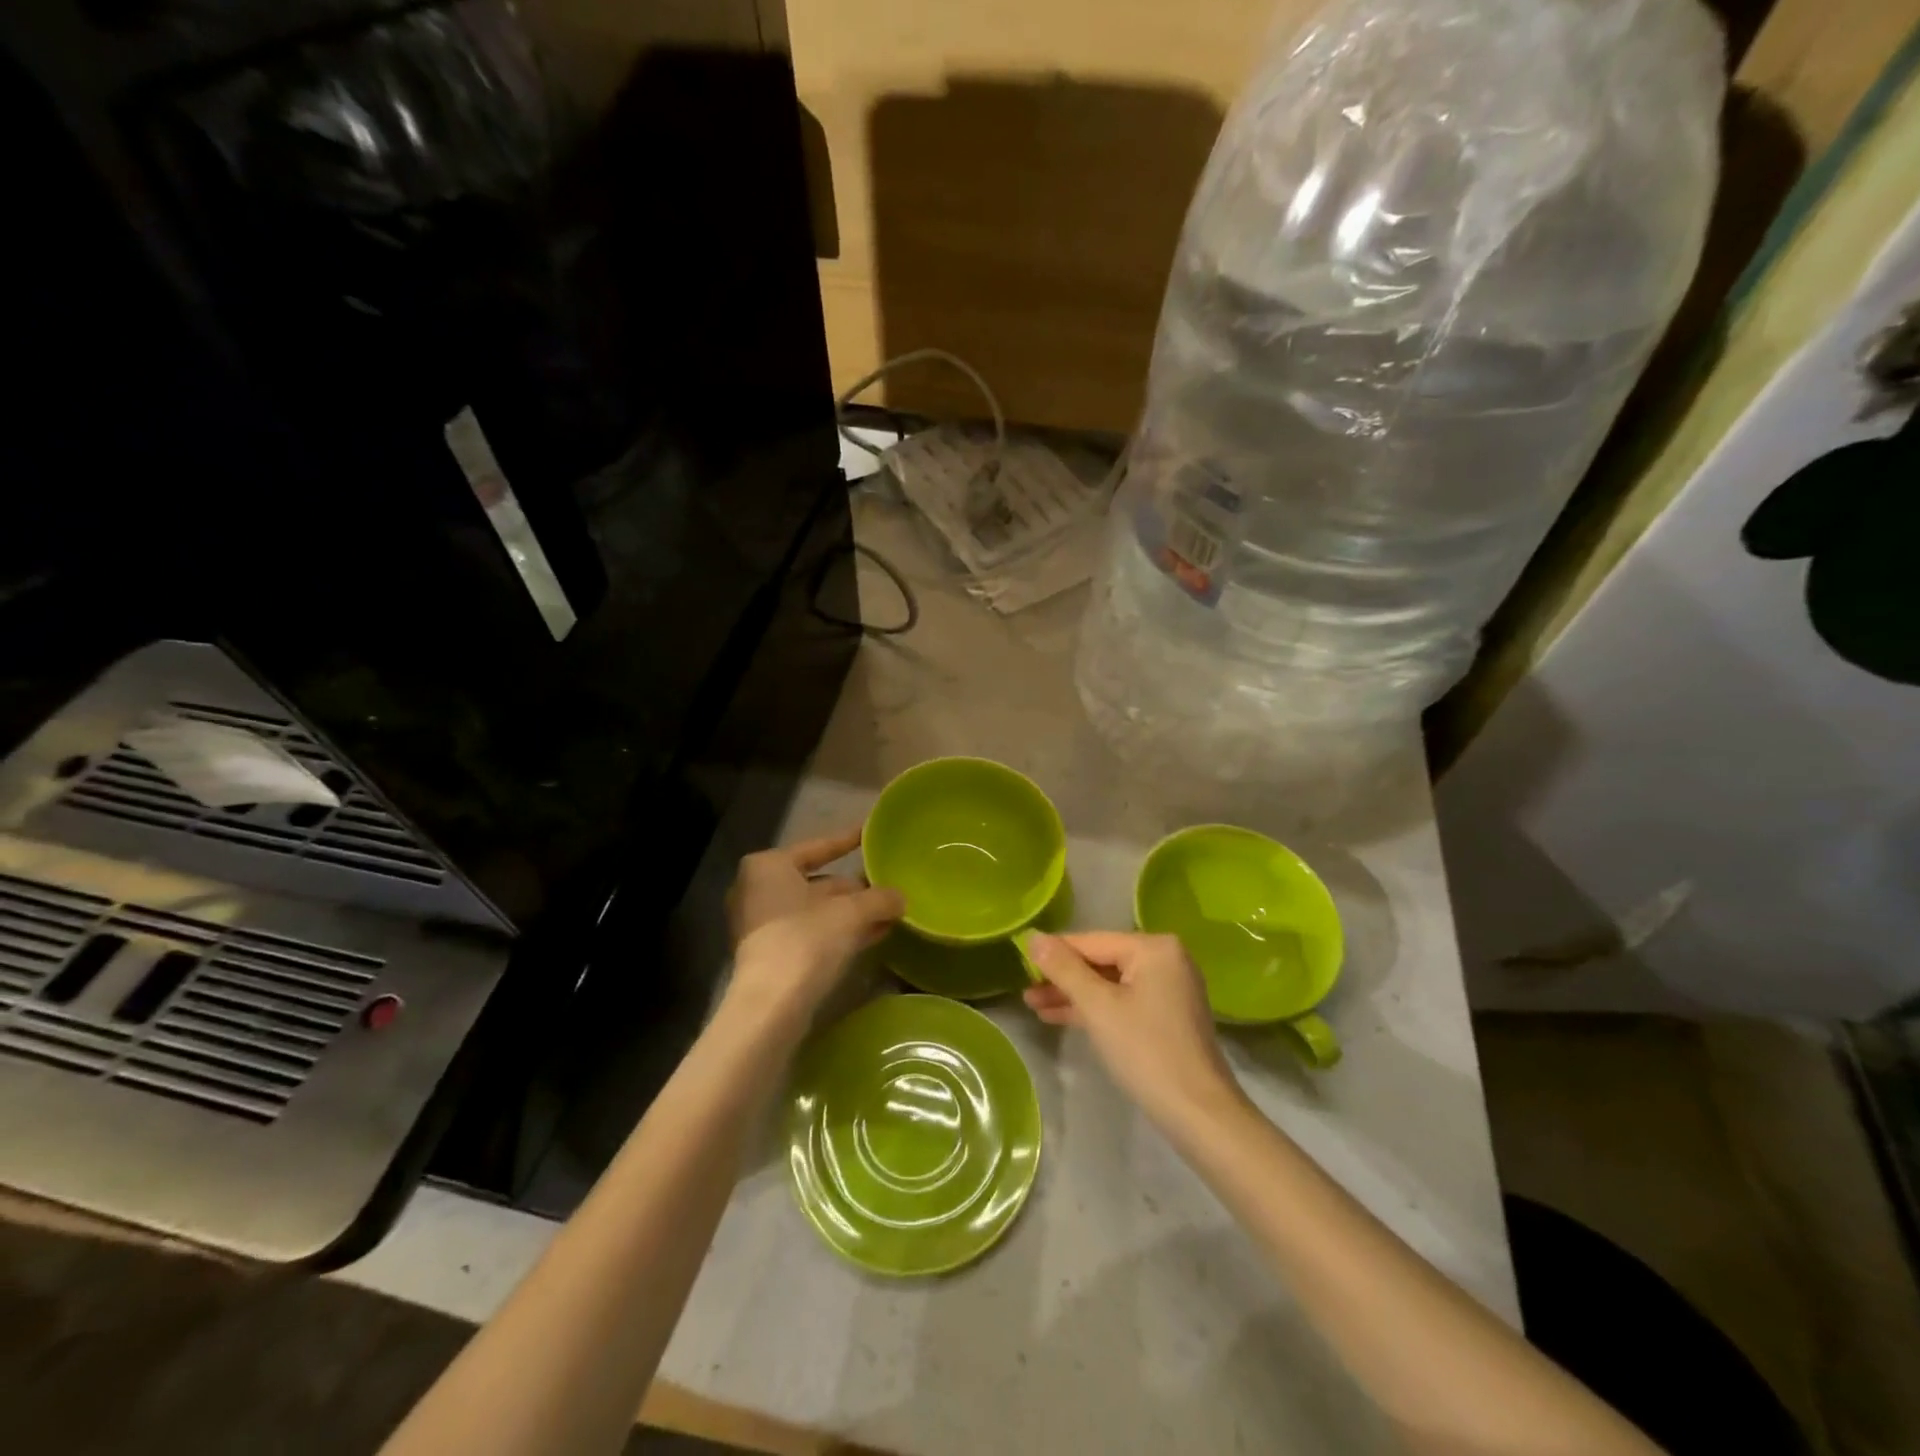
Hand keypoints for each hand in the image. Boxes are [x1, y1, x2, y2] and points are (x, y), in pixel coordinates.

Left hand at [723, 827, 903, 1030]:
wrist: (771, 1005)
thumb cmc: (806, 940)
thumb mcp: (852, 913)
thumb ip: (879, 899)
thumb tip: (900, 898)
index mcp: (769, 866)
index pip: (818, 847)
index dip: (847, 840)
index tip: (868, 832)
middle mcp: (758, 890)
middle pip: (818, 883)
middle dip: (855, 888)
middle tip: (888, 884)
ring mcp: (761, 925)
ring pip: (816, 911)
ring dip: (852, 913)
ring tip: (890, 912)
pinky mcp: (769, 956)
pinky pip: (811, 933)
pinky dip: (839, 932)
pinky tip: (874, 935)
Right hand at [1023, 931, 1245, 1129]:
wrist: (1198, 1114)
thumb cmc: (1145, 1051)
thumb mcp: (1097, 1007)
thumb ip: (1064, 968)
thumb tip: (1033, 937)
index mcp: (1154, 947)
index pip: (1091, 941)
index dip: (1054, 952)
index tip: (1019, 960)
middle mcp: (1165, 959)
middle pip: (1100, 961)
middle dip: (1062, 978)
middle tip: (1025, 990)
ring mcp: (1168, 988)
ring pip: (1109, 984)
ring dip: (1073, 995)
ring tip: (1033, 1005)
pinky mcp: (1166, 1015)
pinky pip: (1122, 1001)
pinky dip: (1094, 1009)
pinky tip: (1060, 1016)